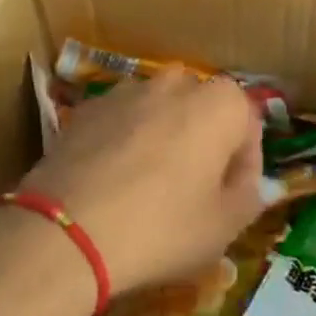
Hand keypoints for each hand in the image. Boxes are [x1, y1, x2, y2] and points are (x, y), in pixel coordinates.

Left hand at [16, 71, 265, 298]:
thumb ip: (249, 194)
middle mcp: (179, 82)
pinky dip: (123, 142)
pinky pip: (121, 122)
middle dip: (203, 142)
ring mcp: (129, 89)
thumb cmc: (162, 228)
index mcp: (221, 103)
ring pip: (160, 112)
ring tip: (146, 187)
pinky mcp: (88, 107)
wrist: (66, 234)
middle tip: (192, 191)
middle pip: (203, 111)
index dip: (245, 164)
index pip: (248, 125)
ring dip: (162, 138)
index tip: (231, 198)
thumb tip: (246, 180)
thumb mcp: (225, 227)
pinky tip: (110, 183)